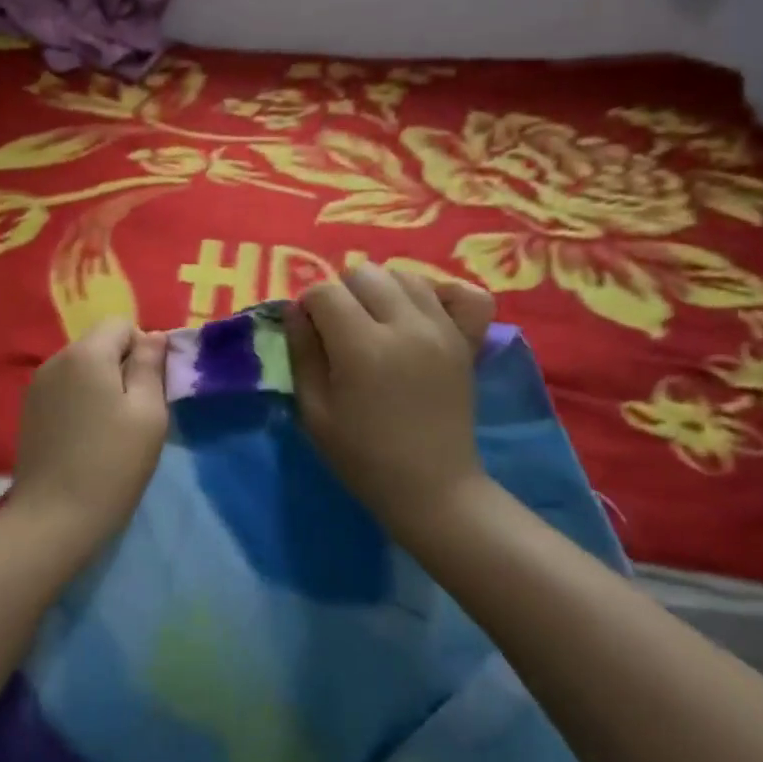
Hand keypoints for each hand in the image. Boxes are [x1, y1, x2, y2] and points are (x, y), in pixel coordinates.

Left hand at [8, 318, 168, 556]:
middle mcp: (56, 360)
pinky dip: (80, 403)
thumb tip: (153, 336)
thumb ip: (151, 366)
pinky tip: (85, 439)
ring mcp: (37, 386)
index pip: (121, 324)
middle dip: (122, 367)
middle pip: (99, 344)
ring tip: (110, 430)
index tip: (150, 390)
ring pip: (81, 368)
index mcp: (86, 353)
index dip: (143, 349)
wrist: (53, 518)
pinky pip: (64, 390)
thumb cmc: (112, 464)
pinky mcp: (28, 411)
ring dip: (101, 386)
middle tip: (135, 414)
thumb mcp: (148, 413)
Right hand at [285, 265, 495, 543]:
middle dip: (342, 294)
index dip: (308, 306)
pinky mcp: (466, 340)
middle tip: (340, 330)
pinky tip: (420, 311)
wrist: (432, 488)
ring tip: (376, 323)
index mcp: (362, 348)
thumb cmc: (362, 457)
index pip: (325, 292)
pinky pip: (460, 292)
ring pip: (404, 276)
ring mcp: (442, 329)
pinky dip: (438, 292)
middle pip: (364, 273)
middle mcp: (406, 327)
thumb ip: (302, 352)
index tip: (309, 332)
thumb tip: (296, 309)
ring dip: (381, 290)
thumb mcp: (314, 411)